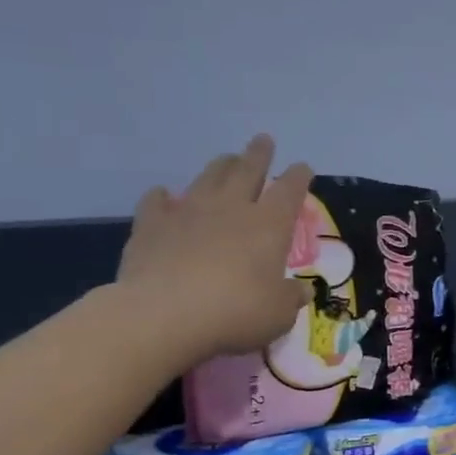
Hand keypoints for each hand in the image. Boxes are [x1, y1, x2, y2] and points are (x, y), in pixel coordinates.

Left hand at [116, 136, 312, 369]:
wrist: (164, 314)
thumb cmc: (235, 312)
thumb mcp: (278, 314)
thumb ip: (290, 298)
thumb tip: (302, 291)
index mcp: (269, 224)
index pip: (290, 190)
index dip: (299, 176)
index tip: (303, 167)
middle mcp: (231, 208)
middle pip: (248, 170)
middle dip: (258, 154)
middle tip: (263, 140)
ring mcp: (188, 212)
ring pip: (208, 177)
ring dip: (220, 166)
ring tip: (226, 159)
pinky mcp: (152, 225)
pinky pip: (157, 202)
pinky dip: (163, 197)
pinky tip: (163, 195)